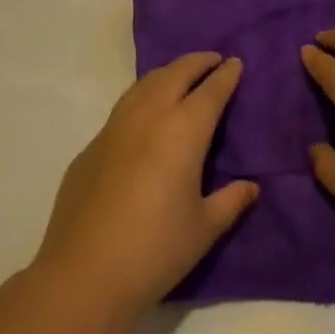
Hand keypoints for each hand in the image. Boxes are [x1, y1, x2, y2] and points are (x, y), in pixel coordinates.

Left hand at [37, 53, 258, 310]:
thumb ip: (231, 201)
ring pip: (144, 84)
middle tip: (212, 59)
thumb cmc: (155, 249)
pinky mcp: (91, 147)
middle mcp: (149, 117)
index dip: (226, 75)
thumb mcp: (204, 228)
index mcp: (183, 131)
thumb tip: (251, 187)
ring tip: (180, 76)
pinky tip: (144, 117)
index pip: (211, 91)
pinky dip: (142, 98)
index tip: (235, 63)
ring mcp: (114, 128)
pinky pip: (122, 109)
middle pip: (175, 74)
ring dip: (167, 74)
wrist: (84, 273)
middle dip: (197, 62)